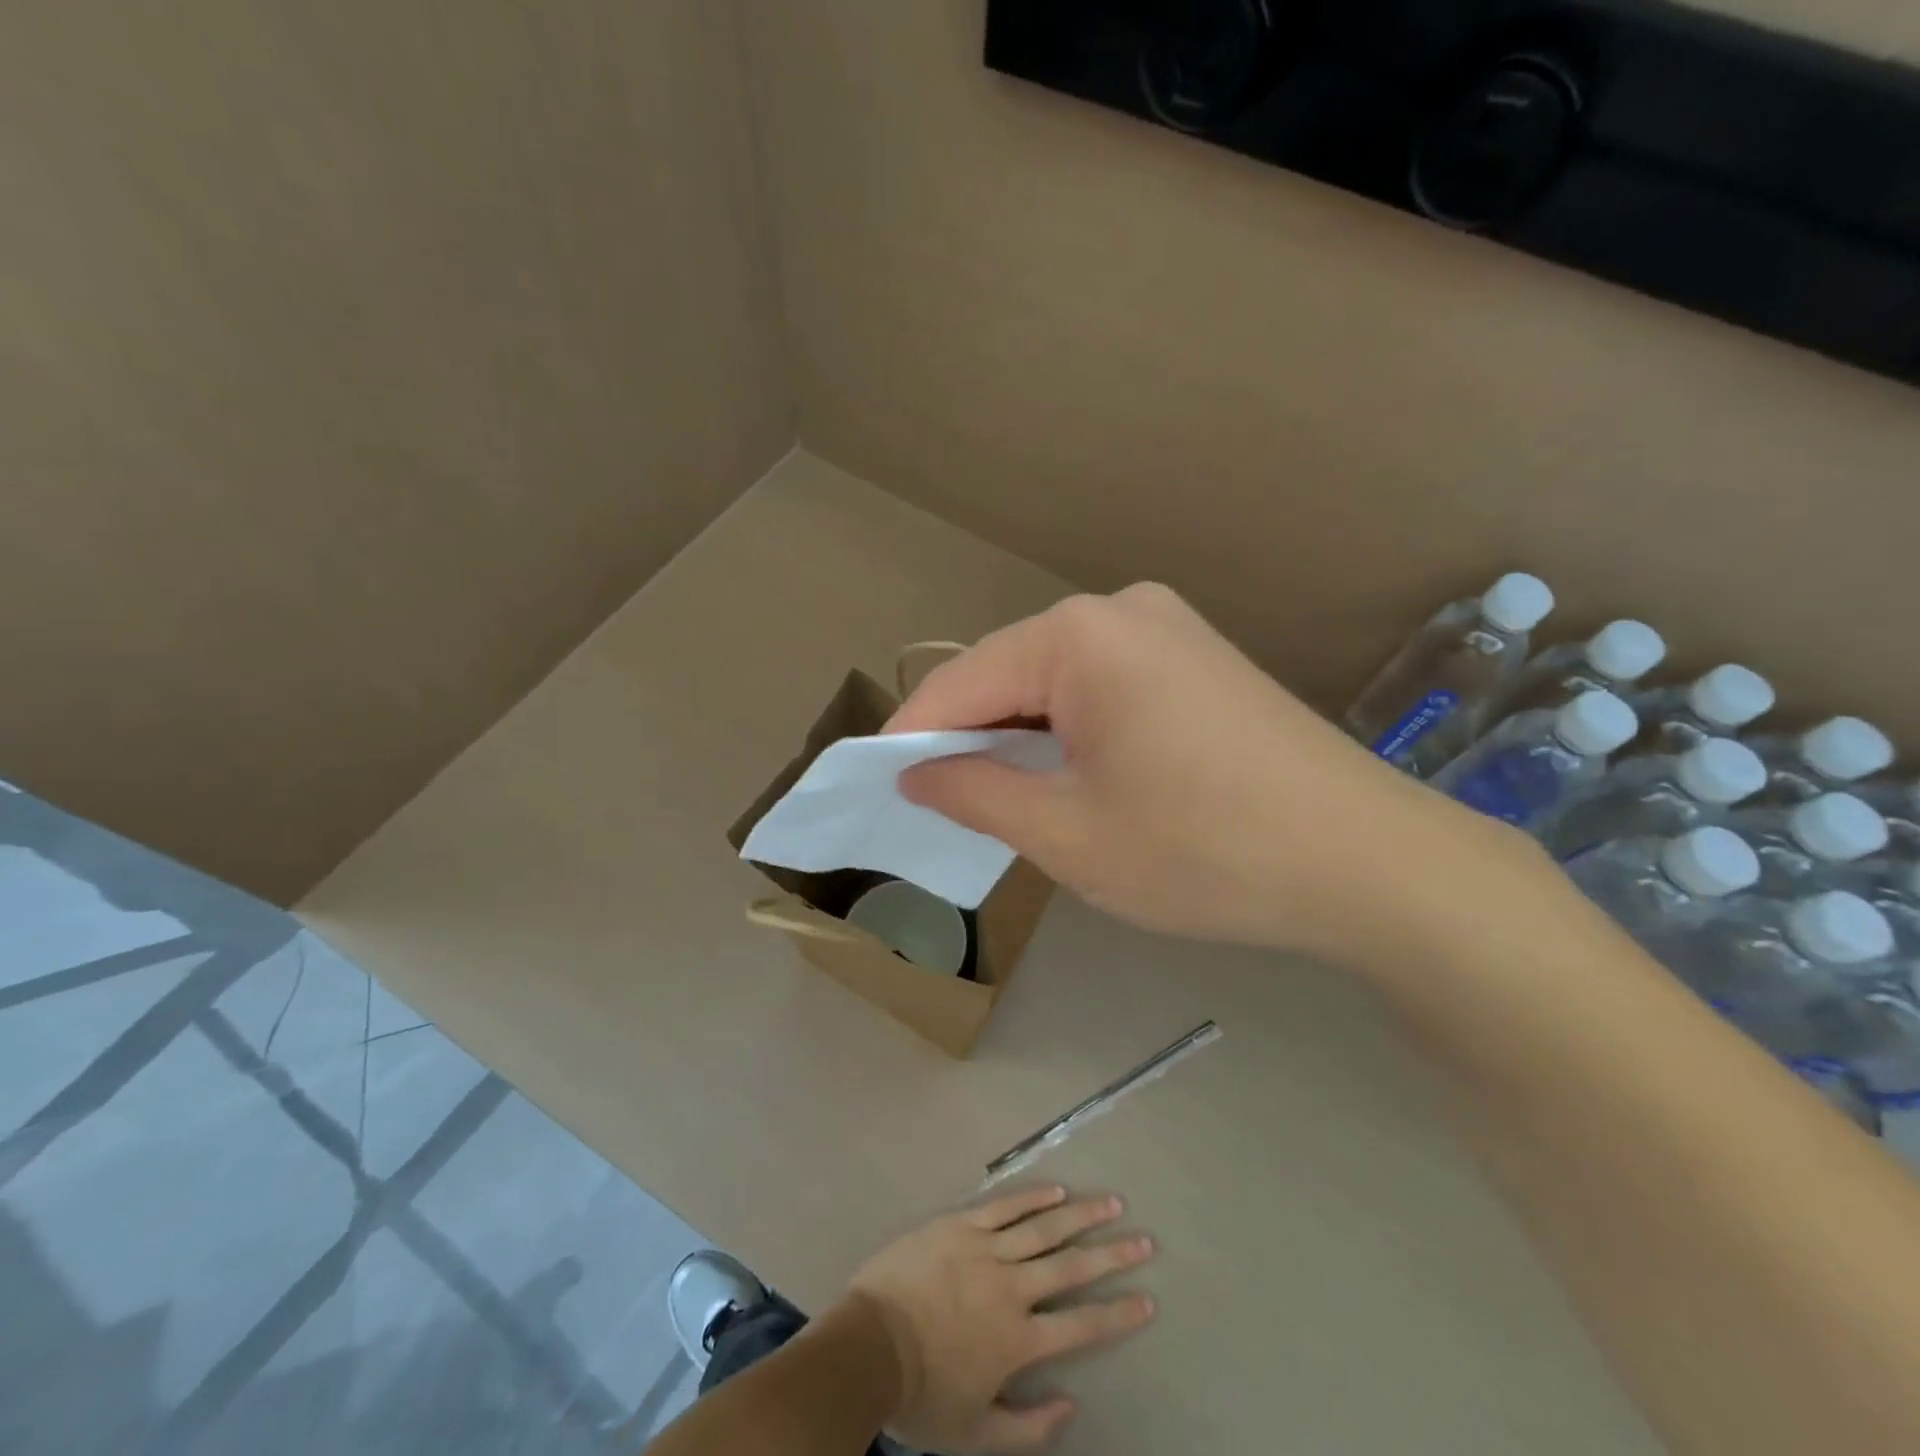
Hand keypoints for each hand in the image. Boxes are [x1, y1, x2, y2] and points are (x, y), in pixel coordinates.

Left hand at [844, 1184, 1155, 1453]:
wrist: (870, 1345)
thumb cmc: (922, 1393)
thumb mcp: (975, 1432)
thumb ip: (1027, 1426)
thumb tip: (1070, 1405)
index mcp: (1018, 1340)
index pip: (1081, 1325)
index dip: (1117, 1313)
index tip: (1148, 1299)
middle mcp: (1011, 1288)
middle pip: (1071, 1266)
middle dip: (1111, 1253)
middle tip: (1144, 1239)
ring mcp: (986, 1249)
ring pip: (1043, 1228)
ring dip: (1081, 1215)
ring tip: (1111, 1202)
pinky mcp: (961, 1225)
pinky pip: (1004, 1207)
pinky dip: (1032, 1197)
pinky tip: (1056, 1189)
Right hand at [888, 584, 1531, 963]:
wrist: (1370, 863)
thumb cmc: (1204, 851)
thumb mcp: (1068, 835)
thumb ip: (976, 794)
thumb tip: (918, 774)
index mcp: (1079, 636)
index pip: (962, 683)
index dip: (911, 738)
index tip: (874, 785)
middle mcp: (1120, 609)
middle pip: (1008, 675)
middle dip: (967, 738)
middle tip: (934, 805)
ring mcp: (1167, 628)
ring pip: (1055, 682)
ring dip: (1019, 737)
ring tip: (995, 799)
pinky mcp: (1197, 659)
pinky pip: (1101, 686)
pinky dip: (1068, 731)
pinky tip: (1065, 777)